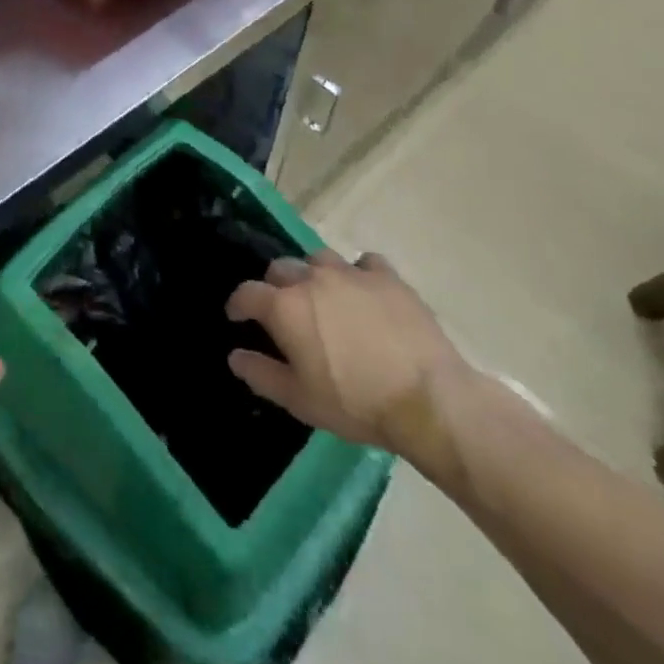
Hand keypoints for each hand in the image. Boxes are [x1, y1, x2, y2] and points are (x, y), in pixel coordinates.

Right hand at [224, 251, 476, 465]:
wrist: (428, 400)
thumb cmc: (356, 403)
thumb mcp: (300, 400)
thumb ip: (261, 374)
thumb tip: (235, 355)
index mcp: (285, 306)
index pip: (247, 293)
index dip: (238, 304)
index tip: (237, 316)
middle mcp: (312, 278)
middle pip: (281, 268)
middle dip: (275, 286)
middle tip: (285, 311)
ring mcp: (351, 273)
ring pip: (319, 259)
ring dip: (314, 274)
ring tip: (324, 297)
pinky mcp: (387, 278)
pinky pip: (365, 263)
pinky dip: (359, 274)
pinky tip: (365, 293)